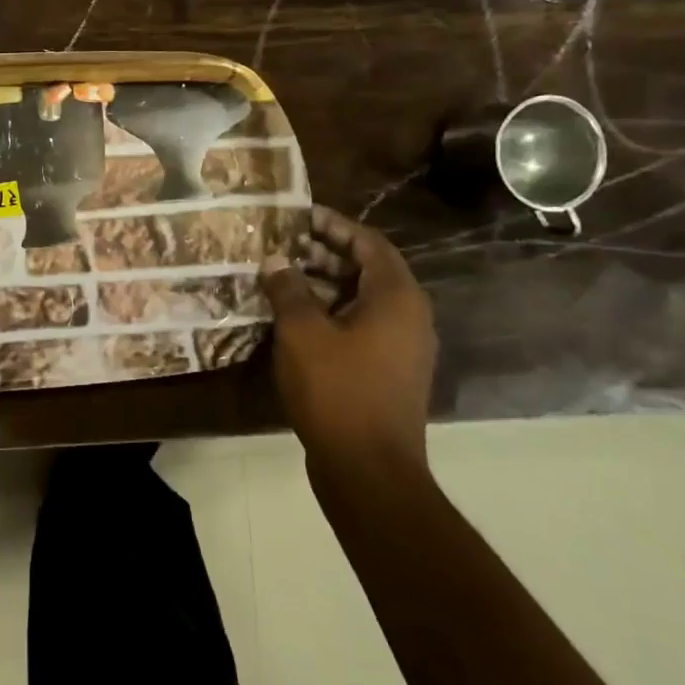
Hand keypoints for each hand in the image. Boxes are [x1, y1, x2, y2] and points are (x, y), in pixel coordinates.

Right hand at [260, 206, 437, 477]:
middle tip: (282, 246)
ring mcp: (401, 346)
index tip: (299, 215)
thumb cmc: (337, 390)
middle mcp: (408, 315)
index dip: (334, 224)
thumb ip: (288, 289)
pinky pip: (359, 325)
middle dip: (324, 253)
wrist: (368, 469)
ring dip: (323, 284)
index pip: (369, 242)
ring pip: (361, 299)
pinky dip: (329, 313)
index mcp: (397, 297)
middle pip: (367, 268)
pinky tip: (292, 319)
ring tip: (279, 278)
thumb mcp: (302, 332)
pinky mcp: (387, 370)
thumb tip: (276, 261)